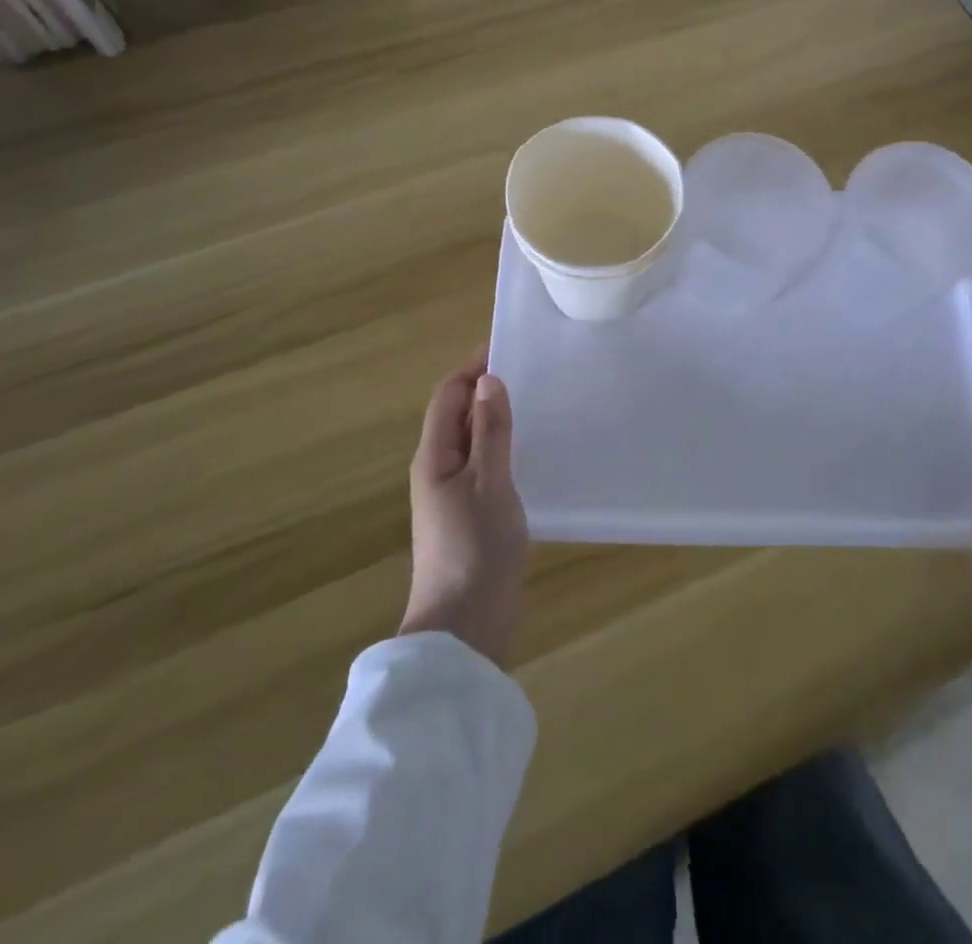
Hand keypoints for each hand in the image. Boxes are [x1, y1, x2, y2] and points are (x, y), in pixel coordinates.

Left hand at [397, 349, 528, 667]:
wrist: (465, 624)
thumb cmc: (476, 547)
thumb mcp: (490, 482)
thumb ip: (491, 431)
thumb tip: (488, 380)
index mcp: (434, 456)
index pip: (448, 396)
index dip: (473, 368)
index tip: (508, 348)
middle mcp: (438, 469)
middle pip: (458, 415)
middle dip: (487, 390)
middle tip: (532, 373)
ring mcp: (453, 495)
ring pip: (472, 441)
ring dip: (497, 419)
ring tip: (537, 404)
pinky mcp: (470, 515)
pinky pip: (484, 466)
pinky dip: (503, 448)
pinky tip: (532, 453)